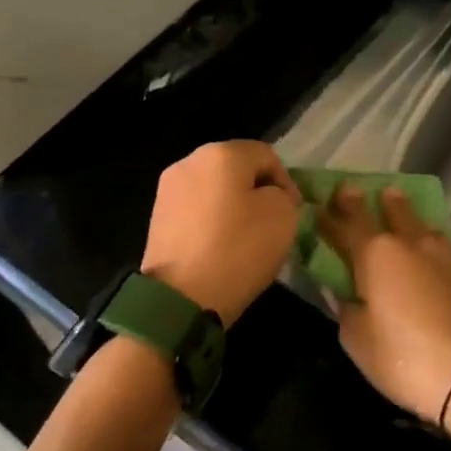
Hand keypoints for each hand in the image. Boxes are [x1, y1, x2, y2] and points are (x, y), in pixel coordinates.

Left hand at [141, 141, 300, 324]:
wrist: (181, 297)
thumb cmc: (238, 249)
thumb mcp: (283, 216)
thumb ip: (282, 195)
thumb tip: (267, 196)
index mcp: (221, 153)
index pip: (267, 155)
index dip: (286, 182)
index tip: (293, 213)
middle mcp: (189, 162)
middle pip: (235, 169)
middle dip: (257, 193)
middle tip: (272, 224)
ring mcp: (168, 190)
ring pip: (214, 190)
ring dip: (233, 208)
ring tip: (245, 239)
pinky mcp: (157, 217)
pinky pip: (195, 211)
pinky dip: (211, 223)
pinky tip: (220, 248)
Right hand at [316, 183, 450, 424]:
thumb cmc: (405, 358)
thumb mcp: (358, 341)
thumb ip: (346, 310)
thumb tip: (346, 293)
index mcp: (375, 255)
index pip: (346, 222)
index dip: (331, 212)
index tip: (319, 202)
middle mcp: (409, 243)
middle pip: (386, 209)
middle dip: (367, 199)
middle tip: (352, 189)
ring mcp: (443, 253)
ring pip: (417, 221)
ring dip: (400, 209)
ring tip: (392, 200)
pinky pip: (437, 240)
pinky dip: (423, 235)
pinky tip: (422, 243)